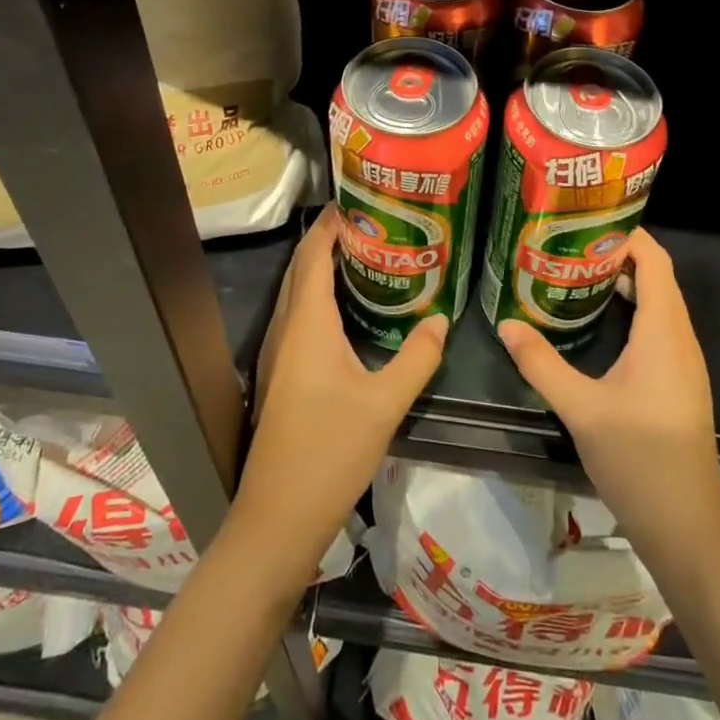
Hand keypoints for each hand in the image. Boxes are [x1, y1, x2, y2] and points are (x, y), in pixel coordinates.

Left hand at [233, 206, 448, 572]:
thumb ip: (417, 358)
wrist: (277, 518)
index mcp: (306, 324)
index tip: (360, 201)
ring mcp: (277, 353)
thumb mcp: (385, 404)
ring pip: (296, 292)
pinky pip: (297, 316)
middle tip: (371, 223)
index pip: (314, 255)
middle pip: (301, 268)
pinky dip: (318, 295)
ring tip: (364, 254)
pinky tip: (346, 308)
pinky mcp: (279, 374)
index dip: (331, 224)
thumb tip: (442, 320)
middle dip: (329, 239)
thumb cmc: (329, 453)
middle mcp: (285, 329)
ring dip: (322, 267)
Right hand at [498, 229, 719, 556]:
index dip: (625, 233)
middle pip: (655, 276)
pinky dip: (627, 310)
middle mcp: (679, 338)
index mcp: (664, 332)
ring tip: (571, 272)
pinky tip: (592, 322)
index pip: (654, 259)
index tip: (582, 221)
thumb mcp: (581, 409)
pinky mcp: (676, 382)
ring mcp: (681, 362)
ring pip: (655, 302)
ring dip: (620, 283)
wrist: (688, 529)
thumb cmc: (640, 460)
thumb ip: (541, 364)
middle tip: (565, 244)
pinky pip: (655, 327)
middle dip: (614, 253)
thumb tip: (506, 324)